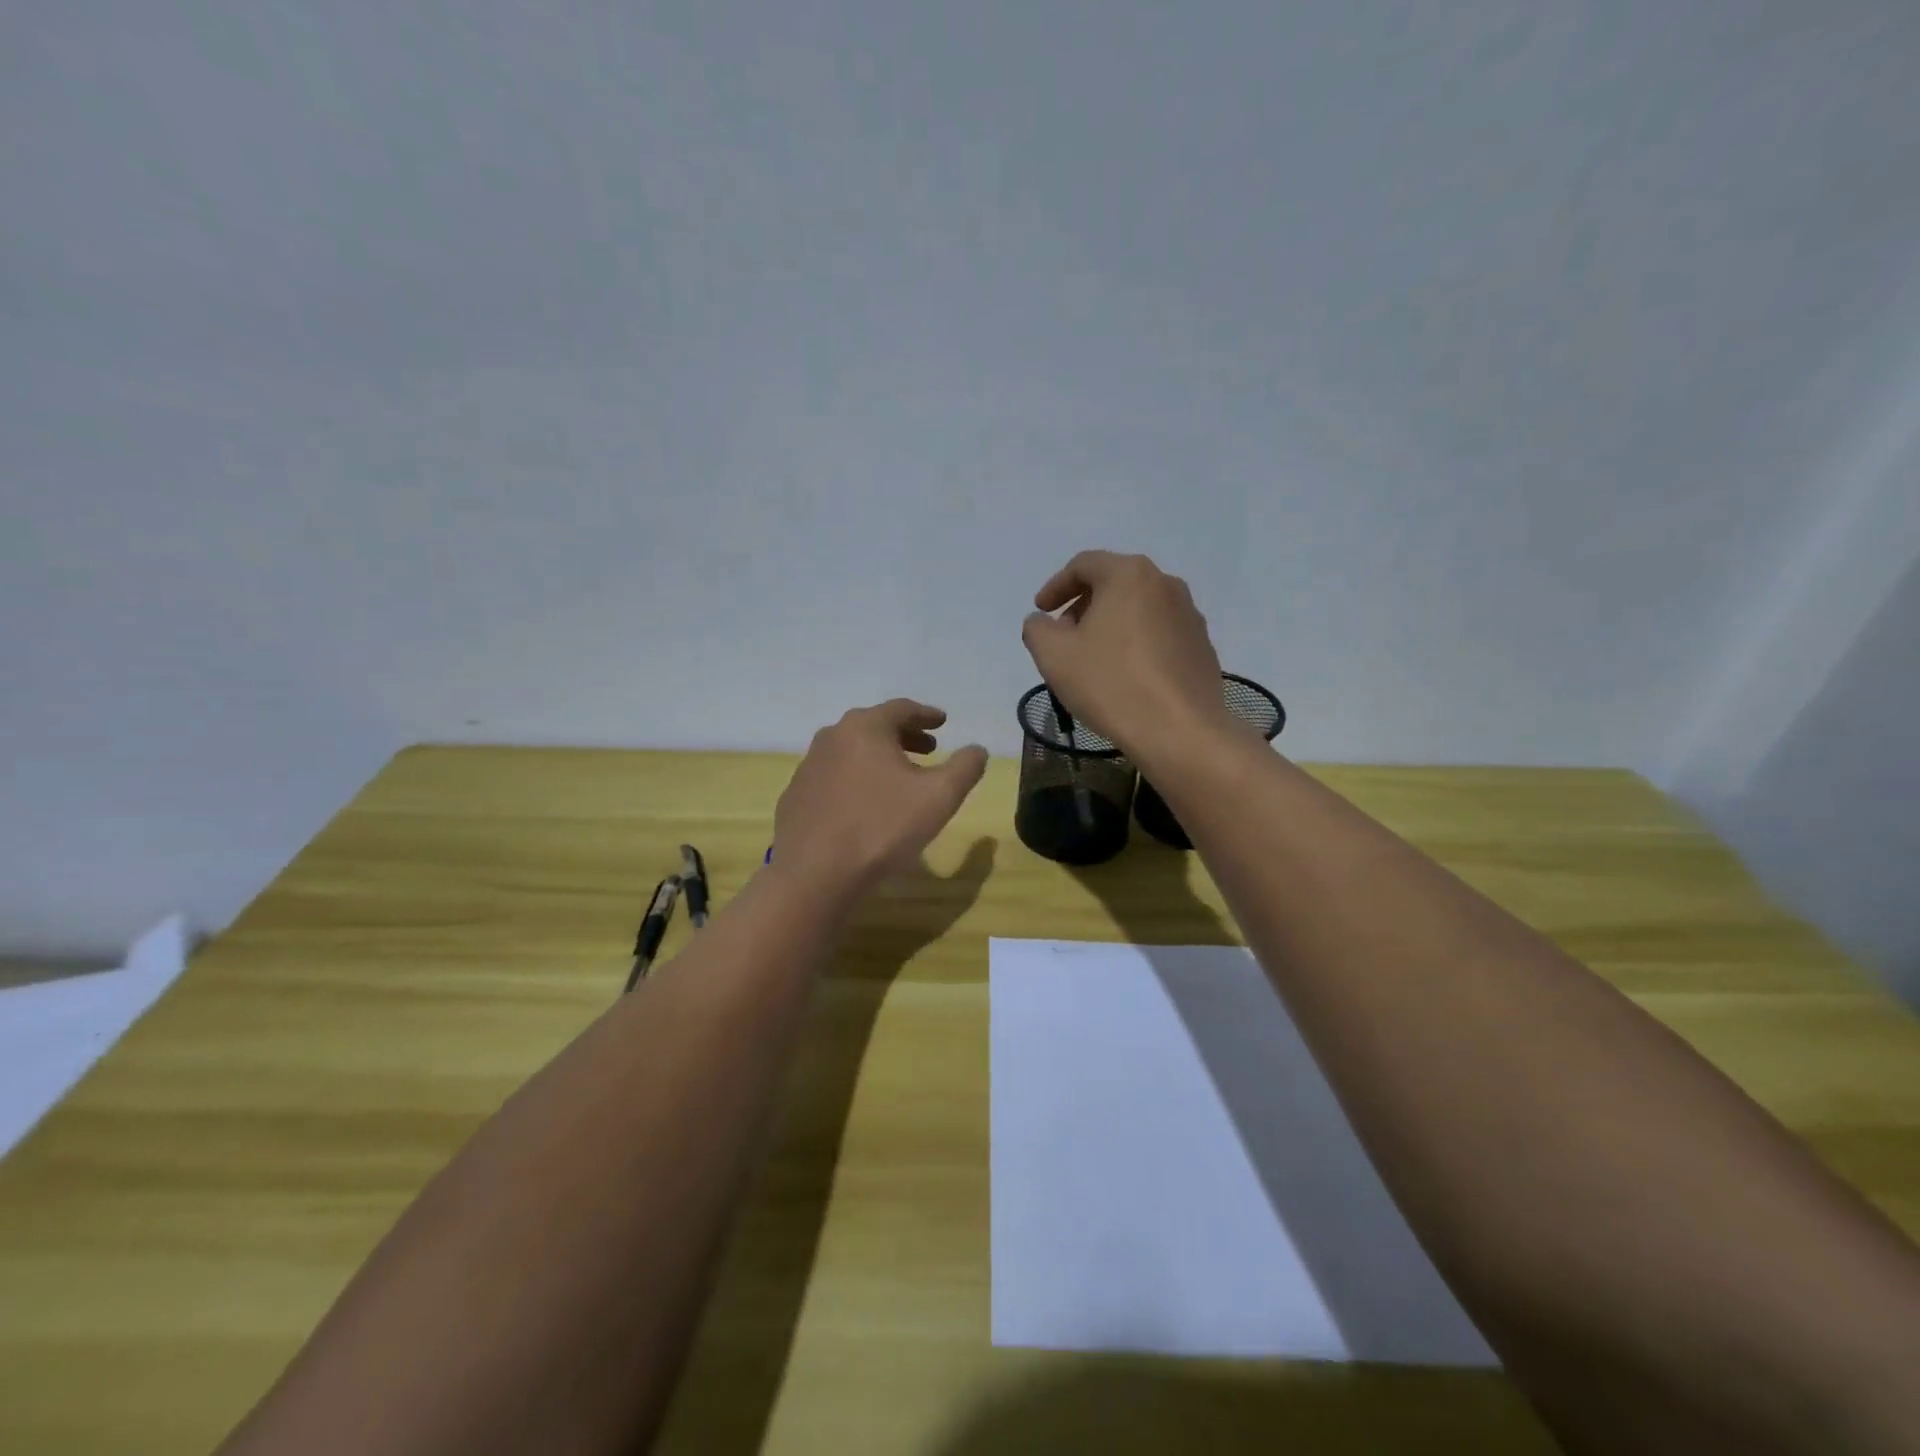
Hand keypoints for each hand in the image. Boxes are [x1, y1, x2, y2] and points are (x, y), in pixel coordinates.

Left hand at [773, 700, 988, 899]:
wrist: (814, 874)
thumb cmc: (882, 827)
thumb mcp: (939, 797)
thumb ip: (965, 768)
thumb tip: (977, 750)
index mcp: (865, 727)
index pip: (901, 709)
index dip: (927, 715)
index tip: (943, 722)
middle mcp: (832, 737)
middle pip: (874, 726)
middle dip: (905, 735)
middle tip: (929, 749)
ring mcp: (808, 766)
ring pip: (852, 751)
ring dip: (879, 757)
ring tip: (900, 777)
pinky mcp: (796, 795)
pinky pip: (834, 776)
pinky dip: (856, 778)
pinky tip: (866, 803)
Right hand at [1021, 550, 1233, 764]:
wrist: (1179, 731)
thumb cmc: (1111, 684)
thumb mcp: (1054, 656)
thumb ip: (1037, 629)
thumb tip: (1042, 621)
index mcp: (1129, 575)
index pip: (1084, 565)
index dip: (1055, 586)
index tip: (1041, 611)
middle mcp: (1165, 583)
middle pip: (1114, 583)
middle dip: (1083, 605)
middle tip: (1064, 636)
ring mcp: (1189, 615)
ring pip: (1139, 609)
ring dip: (1111, 625)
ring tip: (1093, 658)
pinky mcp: (1202, 646)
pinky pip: (1159, 633)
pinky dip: (1136, 643)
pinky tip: (1125, 675)